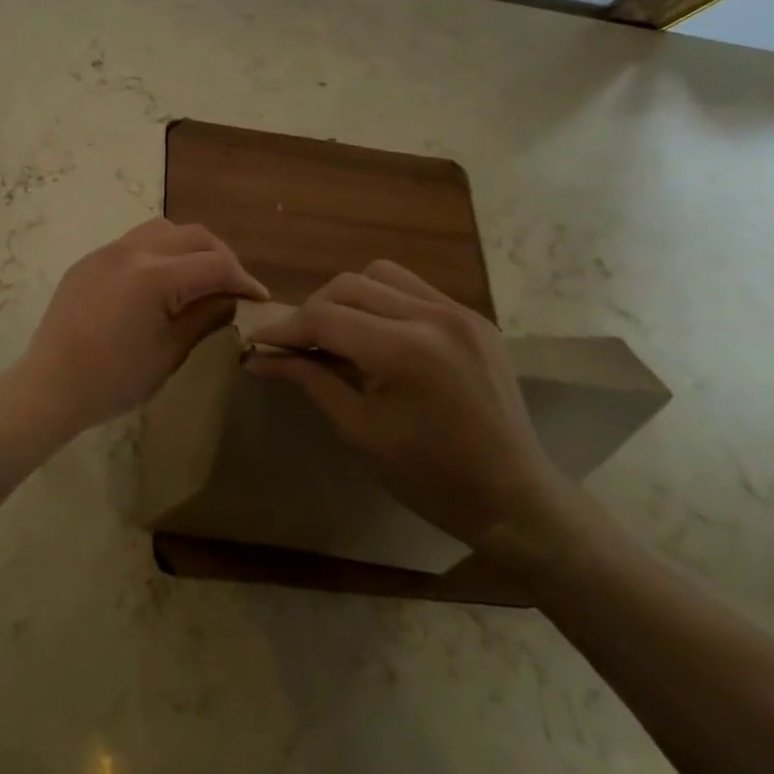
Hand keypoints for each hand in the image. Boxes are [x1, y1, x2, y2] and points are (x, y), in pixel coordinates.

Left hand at [17, 219, 268, 435]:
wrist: (49, 386)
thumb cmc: (113, 380)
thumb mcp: (169, 353)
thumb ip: (204, 318)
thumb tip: (230, 300)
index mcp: (155, 276)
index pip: (215, 265)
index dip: (243, 280)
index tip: (258, 298)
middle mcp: (132, 251)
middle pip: (192, 236)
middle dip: (220, 257)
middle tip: (232, 287)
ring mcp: (106, 252)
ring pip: (162, 229)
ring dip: (188, 247)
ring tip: (197, 277)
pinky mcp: (89, 261)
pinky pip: (133, 242)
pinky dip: (158, 252)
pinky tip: (159, 282)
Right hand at [244, 261, 569, 547]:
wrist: (515, 498)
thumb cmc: (430, 477)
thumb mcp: (359, 431)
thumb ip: (308, 380)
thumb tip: (258, 357)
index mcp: (406, 351)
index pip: (326, 318)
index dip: (285, 329)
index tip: (258, 342)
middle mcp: (434, 317)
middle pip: (348, 285)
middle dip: (312, 310)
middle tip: (296, 344)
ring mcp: (460, 313)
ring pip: (380, 275)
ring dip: (348, 297)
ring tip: (338, 334)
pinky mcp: (474, 319)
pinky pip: (413, 289)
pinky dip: (383, 302)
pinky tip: (378, 335)